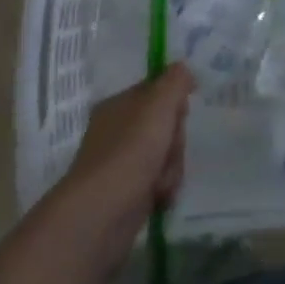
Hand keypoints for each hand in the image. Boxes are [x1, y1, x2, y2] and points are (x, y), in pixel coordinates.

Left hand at [63, 65, 193, 231]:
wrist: (101, 214)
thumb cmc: (130, 150)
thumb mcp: (158, 104)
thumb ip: (175, 81)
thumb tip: (183, 68)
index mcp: (118, 105)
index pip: (156, 91)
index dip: (174, 101)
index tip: (180, 113)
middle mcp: (117, 131)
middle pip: (165, 125)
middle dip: (175, 139)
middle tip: (169, 147)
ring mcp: (121, 164)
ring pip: (166, 154)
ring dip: (172, 166)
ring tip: (161, 180)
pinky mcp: (127, 194)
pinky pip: (159, 181)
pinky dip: (164, 188)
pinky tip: (159, 196)